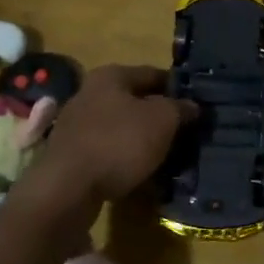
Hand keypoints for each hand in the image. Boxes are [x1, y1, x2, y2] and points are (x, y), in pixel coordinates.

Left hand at [36, 65, 197, 201]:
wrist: (67, 189)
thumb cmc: (119, 143)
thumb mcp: (162, 120)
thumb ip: (180, 108)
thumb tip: (192, 106)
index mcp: (111, 76)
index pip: (153, 73)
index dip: (177, 88)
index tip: (196, 105)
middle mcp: (89, 93)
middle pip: (134, 100)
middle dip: (158, 115)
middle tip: (183, 132)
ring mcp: (75, 124)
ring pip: (121, 126)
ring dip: (142, 138)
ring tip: (166, 155)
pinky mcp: (70, 153)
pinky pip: (107, 149)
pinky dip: (124, 157)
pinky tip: (140, 172)